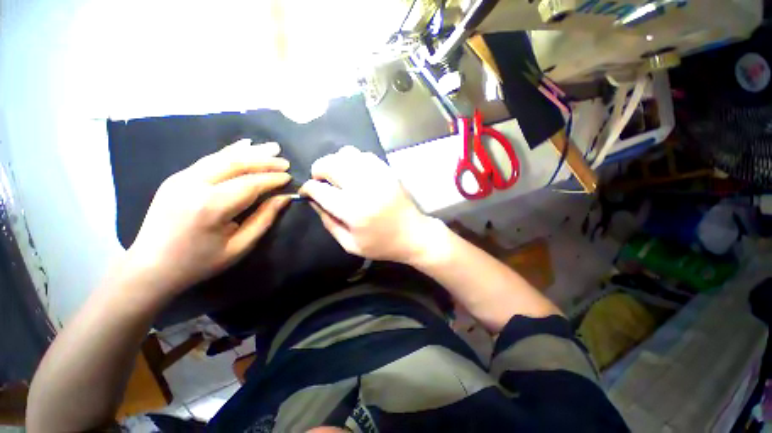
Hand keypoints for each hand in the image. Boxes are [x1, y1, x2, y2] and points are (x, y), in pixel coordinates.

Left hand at [125, 139, 291, 295]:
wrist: (151, 267)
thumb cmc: (200, 262)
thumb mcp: (240, 246)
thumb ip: (264, 218)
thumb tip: (284, 198)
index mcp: (210, 207)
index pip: (250, 184)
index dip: (272, 179)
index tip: (290, 177)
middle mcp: (194, 185)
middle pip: (236, 164)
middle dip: (264, 161)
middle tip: (285, 161)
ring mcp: (181, 178)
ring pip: (222, 157)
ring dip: (250, 152)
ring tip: (271, 147)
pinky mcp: (176, 177)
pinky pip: (209, 159)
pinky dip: (230, 152)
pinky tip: (244, 145)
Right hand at [299, 146, 433, 262]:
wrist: (414, 235)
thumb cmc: (382, 245)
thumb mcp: (351, 244)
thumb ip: (329, 223)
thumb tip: (314, 201)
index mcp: (354, 211)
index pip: (320, 190)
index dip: (308, 188)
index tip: (307, 191)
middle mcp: (365, 188)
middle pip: (331, 164)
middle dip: (318, 170)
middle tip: (320, 181)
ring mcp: (379, 176)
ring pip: (347, 154)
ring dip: (336, 162)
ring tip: (337, 175)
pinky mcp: (388, 171)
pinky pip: (364, 155)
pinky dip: (354, 160)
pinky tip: (355, 172)